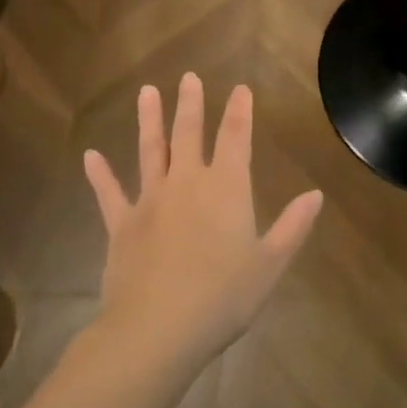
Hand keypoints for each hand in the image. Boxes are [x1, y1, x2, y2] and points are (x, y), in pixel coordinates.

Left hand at [84, 74, 322, 368]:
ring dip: (149, 120)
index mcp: (227, 188)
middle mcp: (188, 182)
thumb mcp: (269, 265)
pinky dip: (100, 174)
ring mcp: (150, 201)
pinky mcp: (121, 225)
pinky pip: (109, 193)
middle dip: (191, 104)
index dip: (240, 111)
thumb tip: (316, 195)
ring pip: (150, 150)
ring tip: (146, 92)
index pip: (236, 137)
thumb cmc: (221, 297)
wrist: (156, 330)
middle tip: (187, 77)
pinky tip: (90, 155)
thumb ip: (292, 226)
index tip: (241, 88)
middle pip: (190, 133)